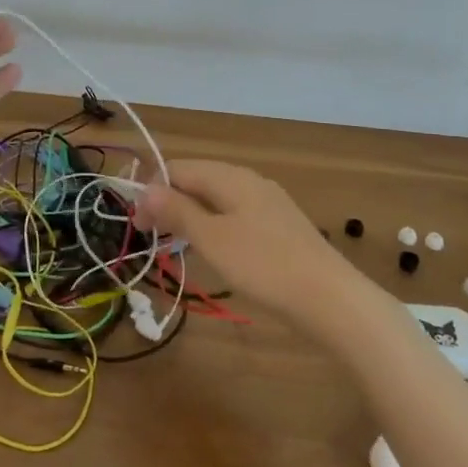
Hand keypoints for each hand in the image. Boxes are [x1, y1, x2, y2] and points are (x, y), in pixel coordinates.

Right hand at [138, 160, 368, 337]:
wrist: (330, 298)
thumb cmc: (263, 265)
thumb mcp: (212, 238)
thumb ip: (178, 210)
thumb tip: (145, 188)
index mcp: (230, 176)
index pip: (177, 168)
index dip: (151, 191)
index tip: (137, 224)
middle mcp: (248, 180)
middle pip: (197, 180)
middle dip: (169, 202)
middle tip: (152, 235)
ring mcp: (267, 202)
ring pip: (216, 198)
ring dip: (190, 215)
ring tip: (175, 244)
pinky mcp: (278, 225)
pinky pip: (234, 214)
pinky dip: (214, 226)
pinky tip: (213, 249)